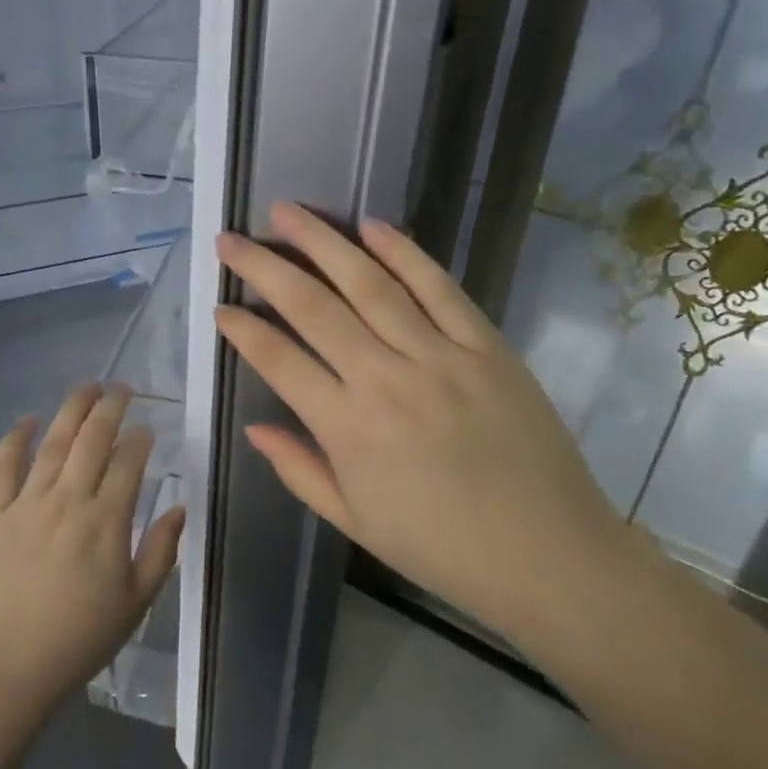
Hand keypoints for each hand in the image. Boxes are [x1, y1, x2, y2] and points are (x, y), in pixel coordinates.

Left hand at [0, 383, 186, 708]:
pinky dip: (13, 440)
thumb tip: (178, 507)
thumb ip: (160, 551)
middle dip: (110, 407)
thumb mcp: (136, 603)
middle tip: (121, 387)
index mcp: (106, 521)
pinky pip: (3, 468)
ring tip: (86, 387)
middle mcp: (68, 500)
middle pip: (92, 440)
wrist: (7, 668)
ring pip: (52, 443)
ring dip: (71, 410)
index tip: (147, 428)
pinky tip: (25, 420)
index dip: (140, 439)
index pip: (129, 462)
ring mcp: (27, 504)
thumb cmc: (79, 640)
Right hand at [214, 202, 624, 634]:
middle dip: (264, 267)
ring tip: (287, 212)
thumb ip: (298, 469)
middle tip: (232, 238)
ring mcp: (439, 356)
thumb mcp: (353, 521)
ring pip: (369, 284)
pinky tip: (371, 225)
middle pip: (313, 307)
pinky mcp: (485, 345)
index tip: (219, 304)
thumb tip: (254, 426)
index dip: (242, 329)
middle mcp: (385, 379)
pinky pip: (439, 288)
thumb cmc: (440, 547)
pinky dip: (404, 252)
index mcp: (347, 428)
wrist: (549, 556)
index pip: (279, 360)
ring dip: (323, 243)